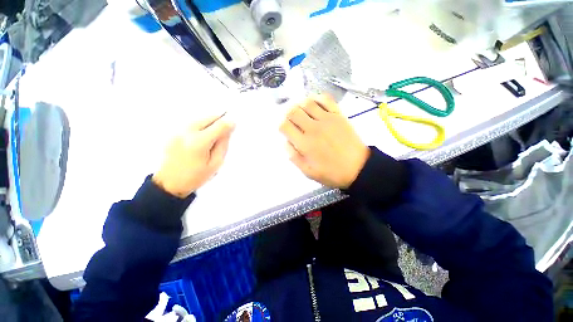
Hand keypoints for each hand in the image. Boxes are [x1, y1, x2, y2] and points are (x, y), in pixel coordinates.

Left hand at [152, 114, 234, 197]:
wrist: (169, 183)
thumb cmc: (196, 176)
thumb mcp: (216, 163)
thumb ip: (223, 145)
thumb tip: (227, 131)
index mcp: (199, 142)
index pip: (218, 125)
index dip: (229, 123)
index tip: (234, 124)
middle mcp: (187, 132)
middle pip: (208, 117)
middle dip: (219, 121)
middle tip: (225, 131)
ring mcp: (178, 131)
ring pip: (200, 119)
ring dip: (210, 123)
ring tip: (213, 135)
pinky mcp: (173, 132)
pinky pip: (192, 123)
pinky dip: (202, 126)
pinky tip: (202, 137)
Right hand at [279, 94, 369, 188]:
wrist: (358, 168)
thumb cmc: (331, 173)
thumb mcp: (308, 172)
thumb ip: (294, 157)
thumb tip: (286, 141)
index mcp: (304, 144)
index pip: (284, 125)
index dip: (280, 125)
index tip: (284, 129)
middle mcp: (313, 128)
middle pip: (293, 111)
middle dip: (287, 114)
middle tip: (290, 119)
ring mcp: (327, 119)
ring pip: (307, 102)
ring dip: (299, 104)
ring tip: (300, 111)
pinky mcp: (338, 115)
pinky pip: (325, 99)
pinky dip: (316, 98)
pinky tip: (314, 104)